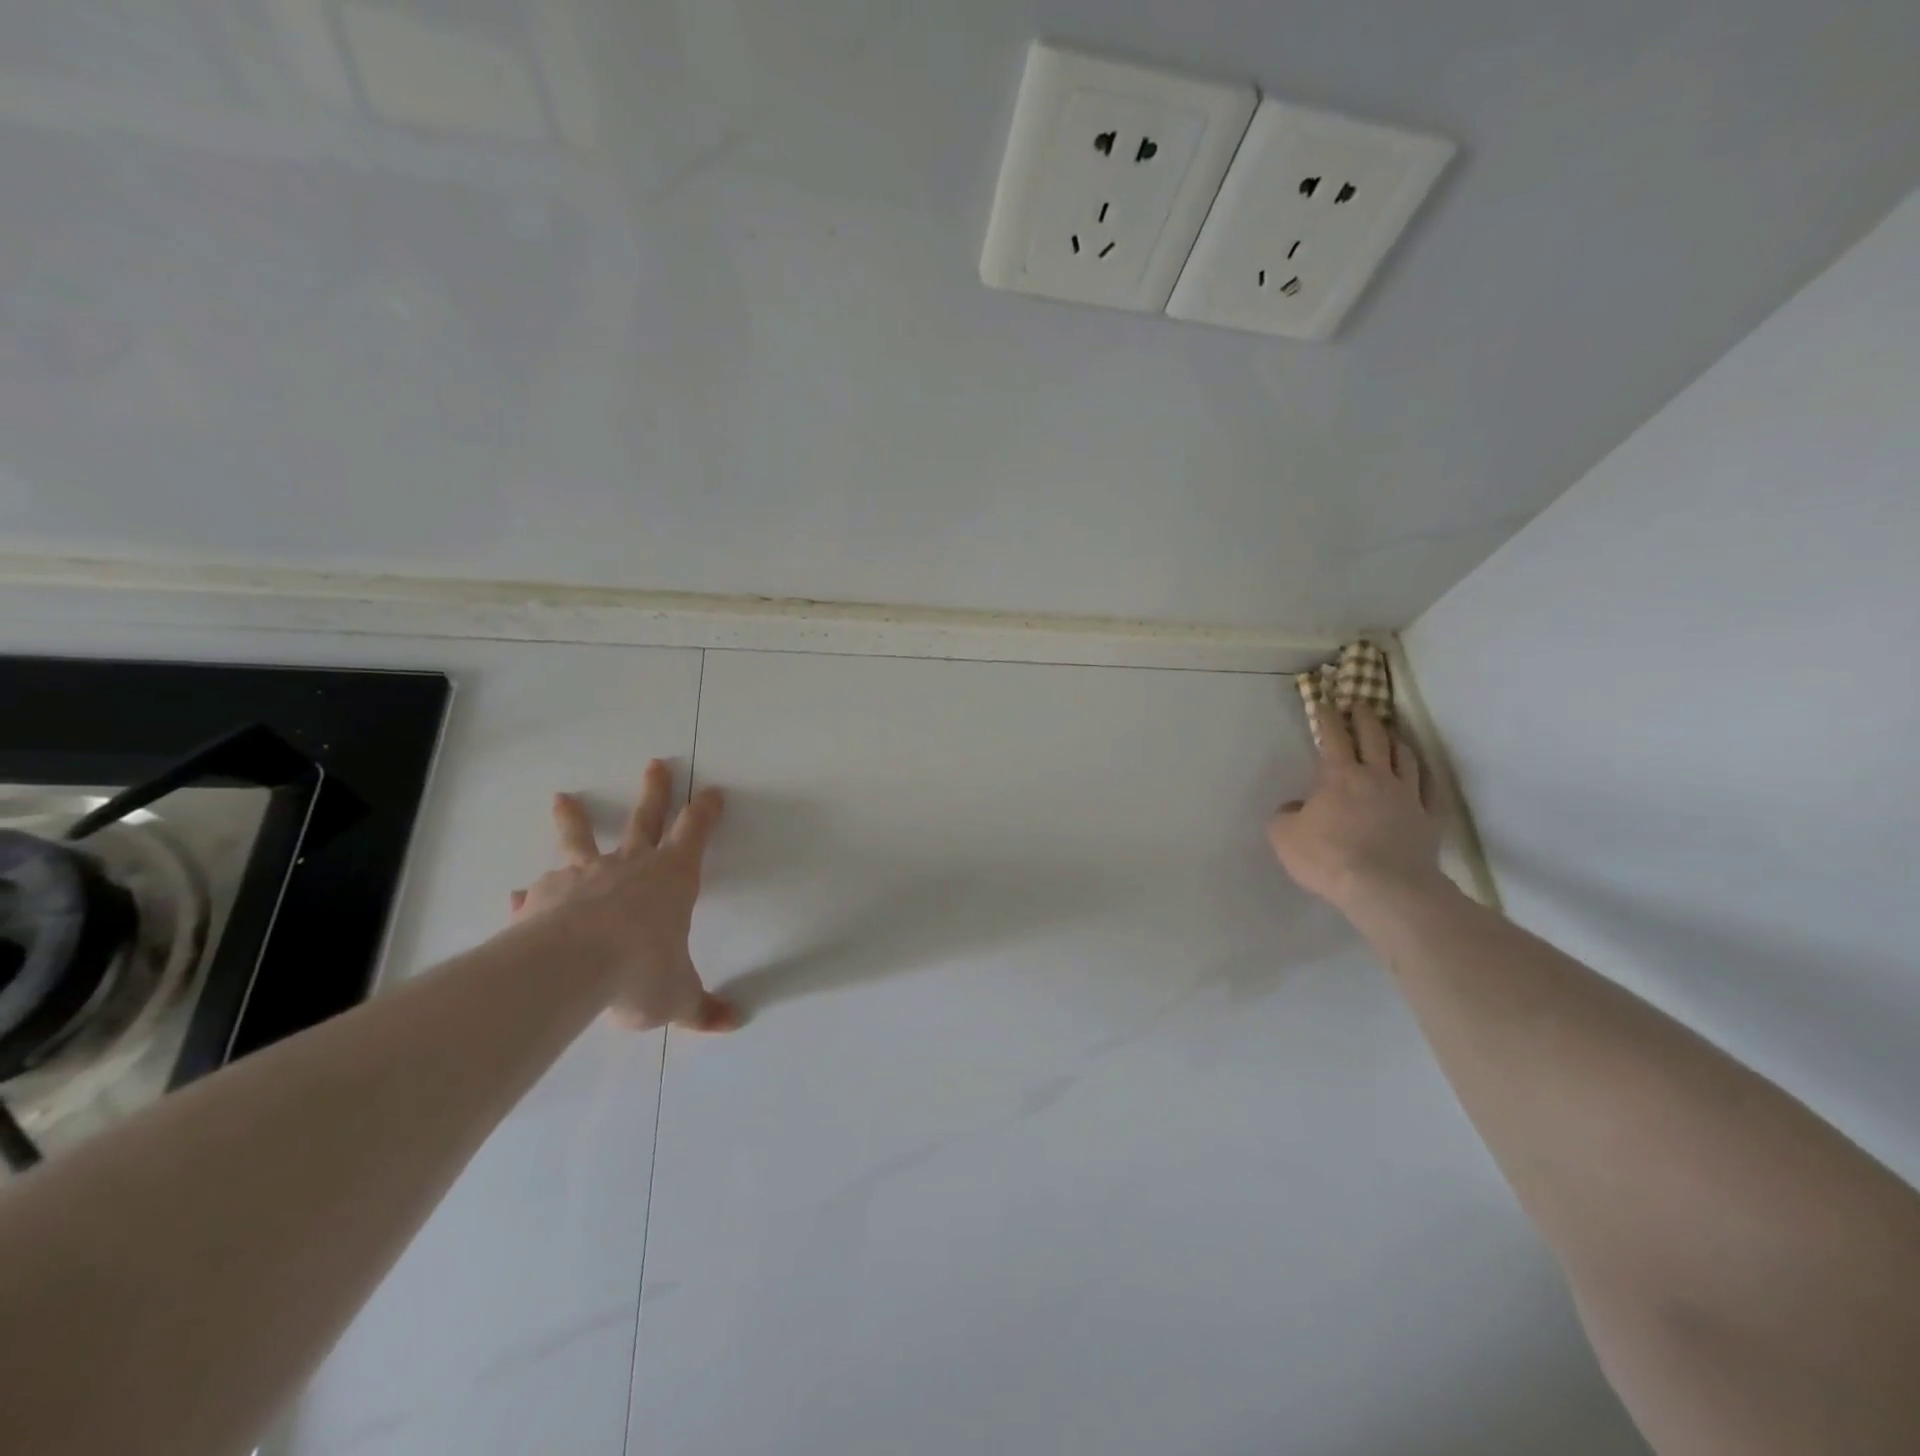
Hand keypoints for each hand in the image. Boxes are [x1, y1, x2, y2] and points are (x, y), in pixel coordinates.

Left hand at [508, 760, 738, 1032]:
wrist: (570, 968)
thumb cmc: (641, 971)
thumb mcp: (678, 997)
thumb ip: (704, 1008)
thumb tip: (737, 1022)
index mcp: (672, 877)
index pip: (695, 832)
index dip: (706, 811)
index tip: (713, 791)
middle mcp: (630, 866)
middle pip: (645, 818)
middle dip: (654, 791)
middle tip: (655, 764)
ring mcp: (583, 876)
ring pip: (581, 839)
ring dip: (575, 819)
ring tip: (562, 798)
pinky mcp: (544, 896)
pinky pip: (538, 890)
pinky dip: (531, 893)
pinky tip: (517, 895)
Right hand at [1268, 704, 1445, 917]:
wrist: (1384, 888)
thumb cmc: (1327, 857)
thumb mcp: (1284, 835)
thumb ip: (1286, 815)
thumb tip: (1296, 808)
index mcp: (1338, 775)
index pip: (1333, 736)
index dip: (1327, 717)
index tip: (1324, 703)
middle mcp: (1376, 775)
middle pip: (1374, 736)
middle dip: (1365, 717)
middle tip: (1360, 705)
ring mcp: (1407, 796)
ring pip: (1405, 756)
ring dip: (1395, 740)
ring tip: (1390, 734)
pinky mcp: (1428, 818)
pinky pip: (1428, 788)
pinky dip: (1422, 775)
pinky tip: (1419, 774)